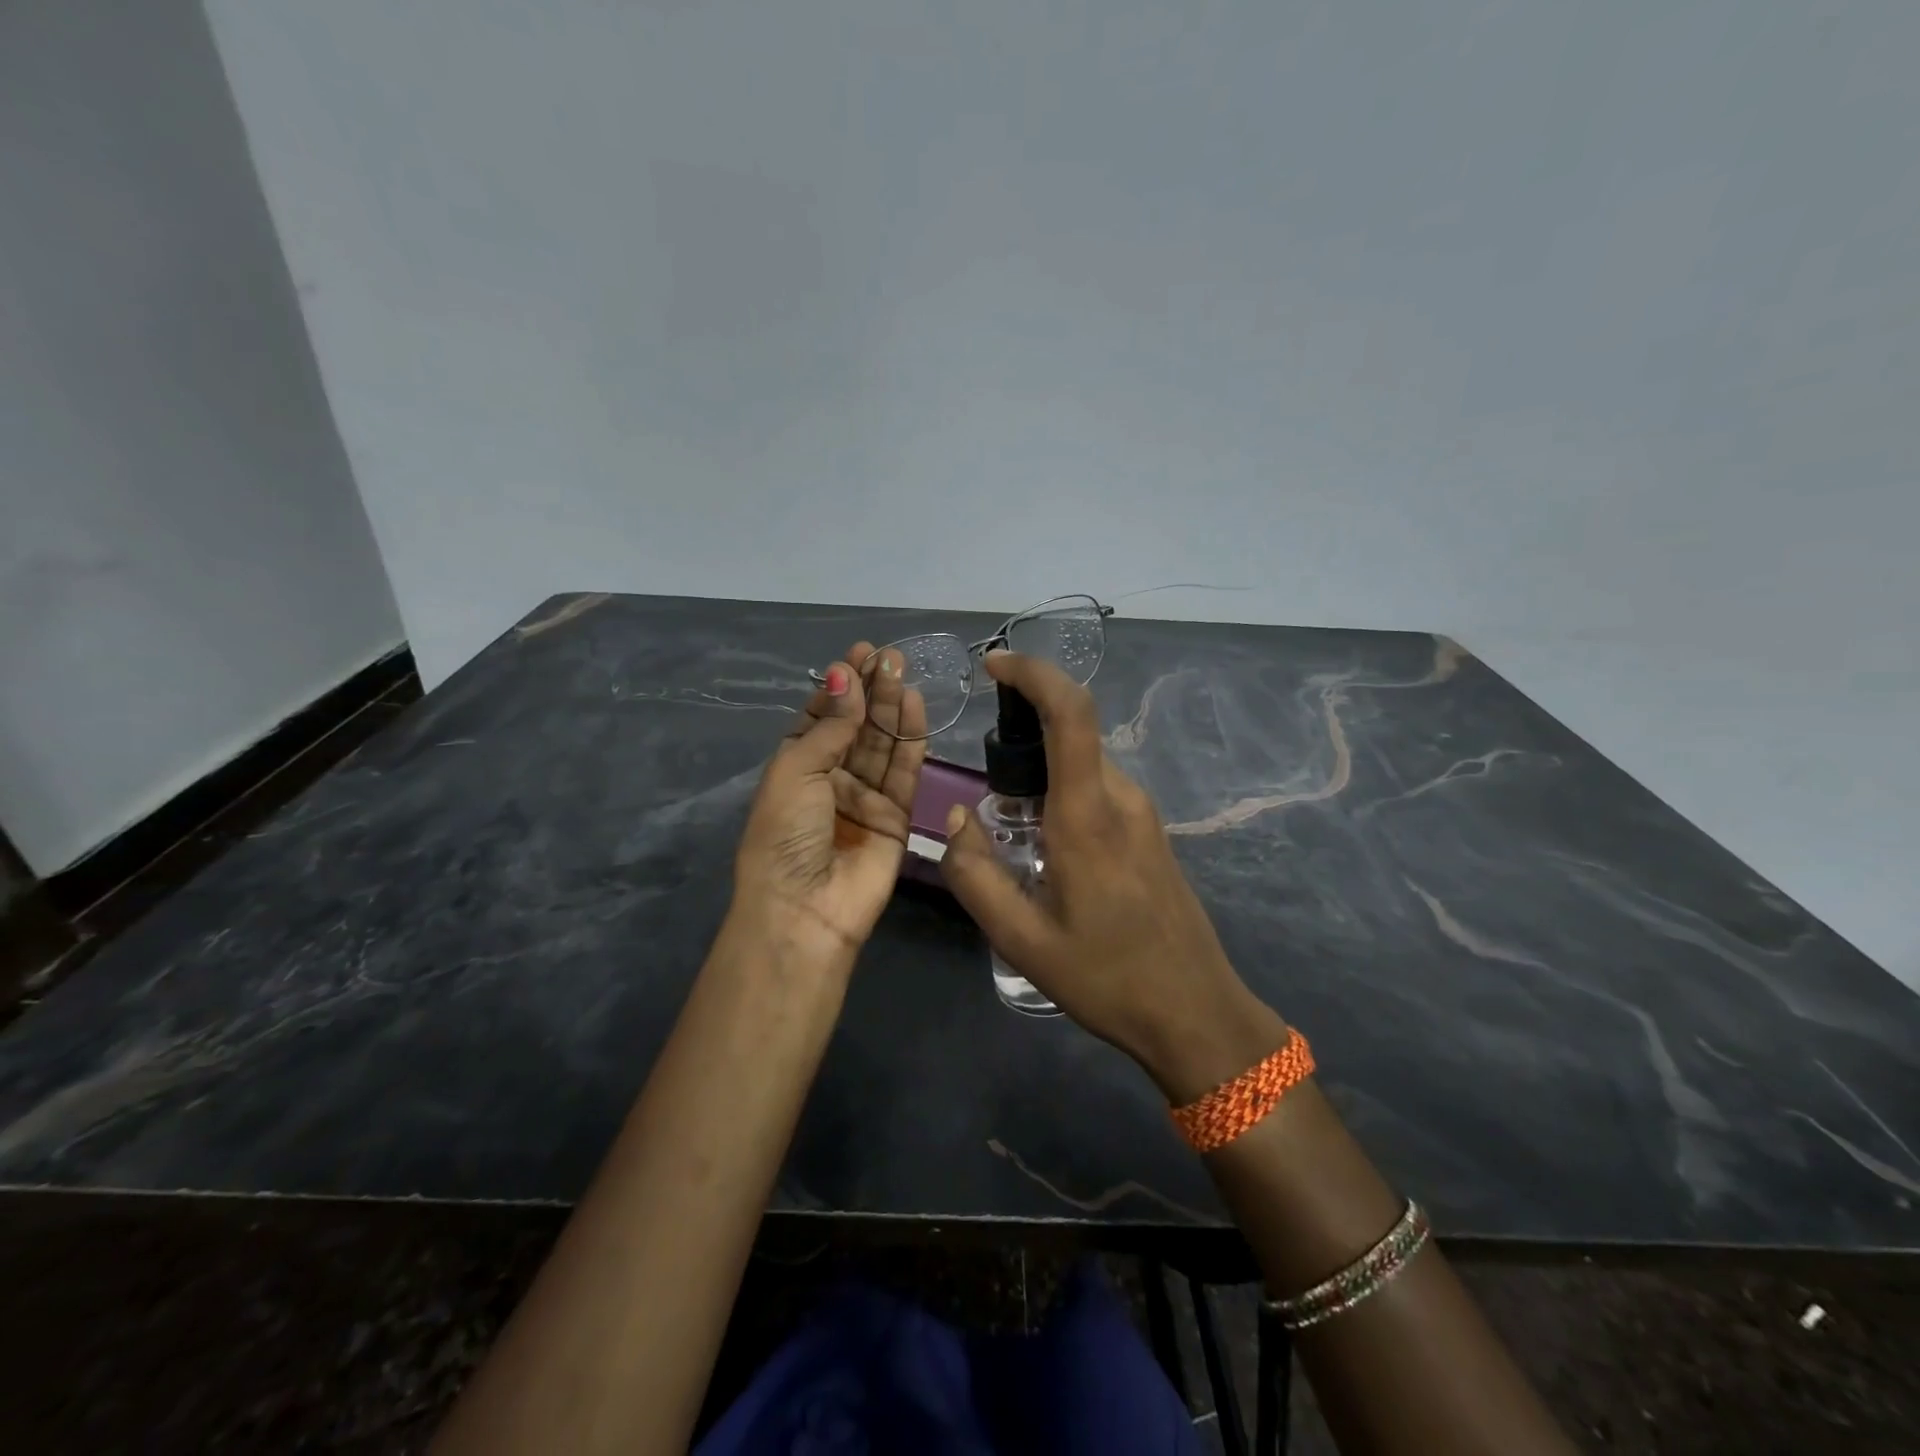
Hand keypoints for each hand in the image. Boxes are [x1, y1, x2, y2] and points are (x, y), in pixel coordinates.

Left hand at [731, 643, 926, 960]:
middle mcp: (831, 778)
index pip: (822, 716)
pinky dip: (912, 740)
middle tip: (889, 656)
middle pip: (856, 726)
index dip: (840, 686)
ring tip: (903, 671)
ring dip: (892, 708)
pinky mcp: (896, 816)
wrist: (805, 910)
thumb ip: (830, 725)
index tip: (859, 654)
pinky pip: (905, 772)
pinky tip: (916, 707)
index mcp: (796, 766)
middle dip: (871, 690)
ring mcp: (865, 797)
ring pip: (882, 744)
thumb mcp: (795, 770)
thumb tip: (845, 676)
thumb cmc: (785, 835)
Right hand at [939, 651, 1285, 1100]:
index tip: (994, 665)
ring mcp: (1143, 815)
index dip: (1033, 673)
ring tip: (1010, 827)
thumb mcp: (1021, 940)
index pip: (1071, 711)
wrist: (1196, 1014)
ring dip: (1042, 769)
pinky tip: (1044, 847)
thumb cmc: (1107, 979)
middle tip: (985, 780)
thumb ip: (975, 874)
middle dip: (1023, 729)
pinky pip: (1099, 789)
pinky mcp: (1150, 833)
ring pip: (1083, 764)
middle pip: (1073, 731)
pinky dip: (1062, 791)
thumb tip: (958, 818)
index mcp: (1087, 815)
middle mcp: (1121, 799)